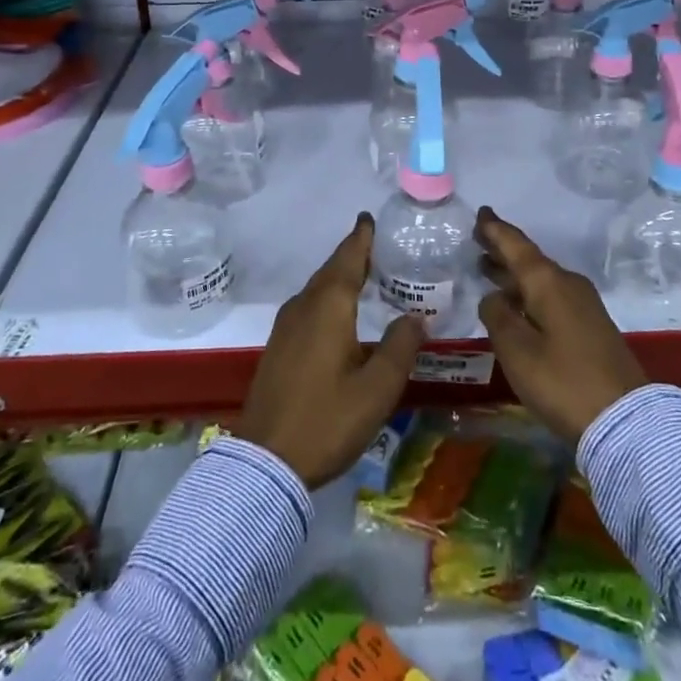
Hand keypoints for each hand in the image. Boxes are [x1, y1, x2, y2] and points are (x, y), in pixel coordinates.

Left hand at [237, 213, 426, 487]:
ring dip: (339, 277)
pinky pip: (308, 307)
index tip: (368, 218)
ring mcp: (285, 327)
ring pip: (317, 289)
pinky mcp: (278, 348)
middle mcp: (303, 307)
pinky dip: (327, 298)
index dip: (360, 238)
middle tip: (375, 245)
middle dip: (352, 255)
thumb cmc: (326, 420)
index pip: (348, 259)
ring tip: (363, 275)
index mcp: (328, 307)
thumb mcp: (376, 389)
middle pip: (331, 271)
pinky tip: (338, 315)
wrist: (264, 463)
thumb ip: (400, 348)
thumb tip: (416, 317)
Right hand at [476, 206, 647, 444]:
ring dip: (514, 274)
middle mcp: (567, 284)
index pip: (516, 245)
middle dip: (503, 251)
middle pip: (529, 260)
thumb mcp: (517, 350)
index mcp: (548, 282)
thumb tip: (493, 297)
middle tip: (477, 240)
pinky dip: (528, 293)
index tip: (481, 212)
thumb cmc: (563, 381)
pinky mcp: (590, 326)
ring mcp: (583, 305)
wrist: (625, 420)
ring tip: (488, 269)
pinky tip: (516, 305)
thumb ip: (497, 317)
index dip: (496, 230)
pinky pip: (551, 296)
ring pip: (540, 280)